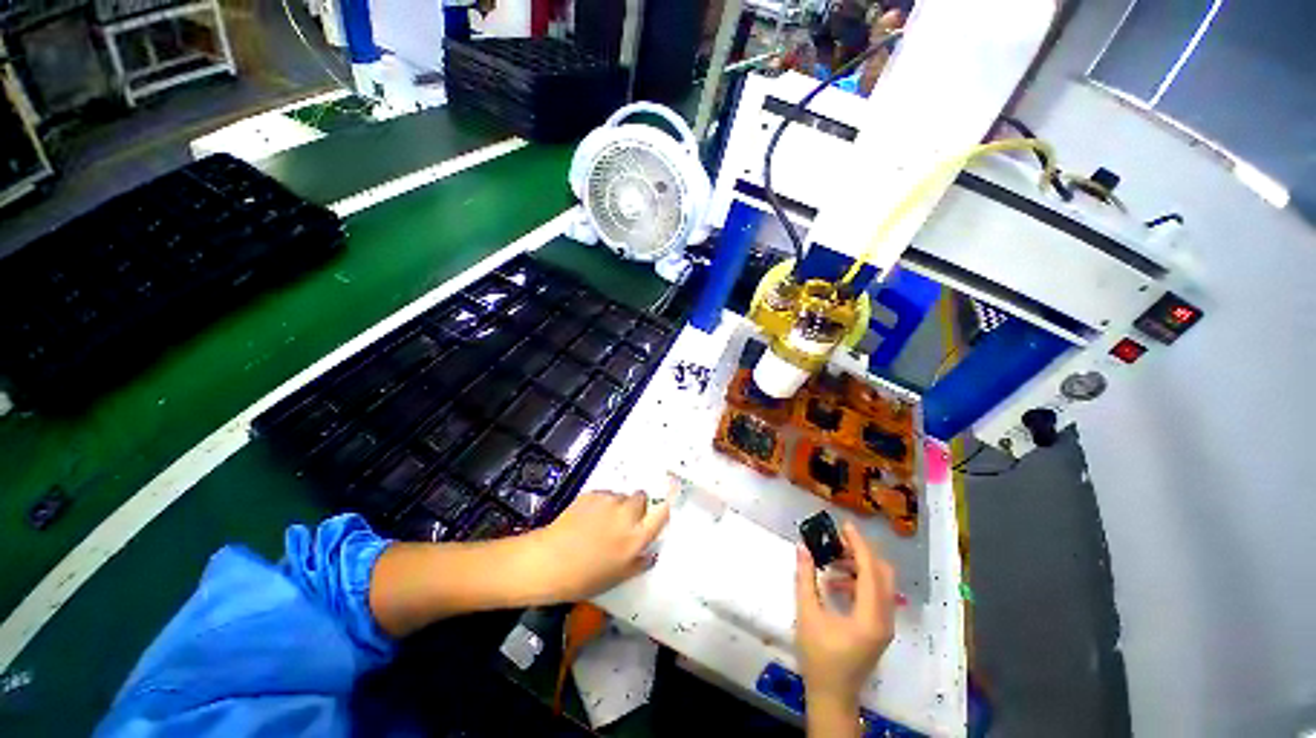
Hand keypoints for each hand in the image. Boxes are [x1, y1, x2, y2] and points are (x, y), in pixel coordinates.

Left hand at [525, 491, 669, 601]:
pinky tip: (587, 518)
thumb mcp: (616, 577)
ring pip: (621, 496)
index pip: (662, 513)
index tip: (661, 510)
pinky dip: (601, 503)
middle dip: (637, 506)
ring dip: (618, 505)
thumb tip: (650, 554)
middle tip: (624, 521)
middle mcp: (627, 514)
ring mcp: (608, 501)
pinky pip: (604, 495)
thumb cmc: (584, 578)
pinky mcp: (592, 494)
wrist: (548, 562)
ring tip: (601, 522)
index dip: (664, 508)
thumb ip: (638, 563)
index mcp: (636, 537)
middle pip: (642, 498)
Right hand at [794, 520, 895, 705]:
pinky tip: (835, 584)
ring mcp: (885, 625)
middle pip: (882, 573)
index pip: (870, 570)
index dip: (858, 544)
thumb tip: (802, 547)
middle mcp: (885, 618)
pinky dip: (859, 582)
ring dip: (859, 567)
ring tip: (832, 561)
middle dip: (861, 552)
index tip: (844, 525)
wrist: (832, 696)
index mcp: (870, 616)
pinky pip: (876, 596)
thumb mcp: (807, 614)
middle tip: (837, 541)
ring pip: (881, 584)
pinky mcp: (879, 629)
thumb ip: (805, 578)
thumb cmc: (818, 656)